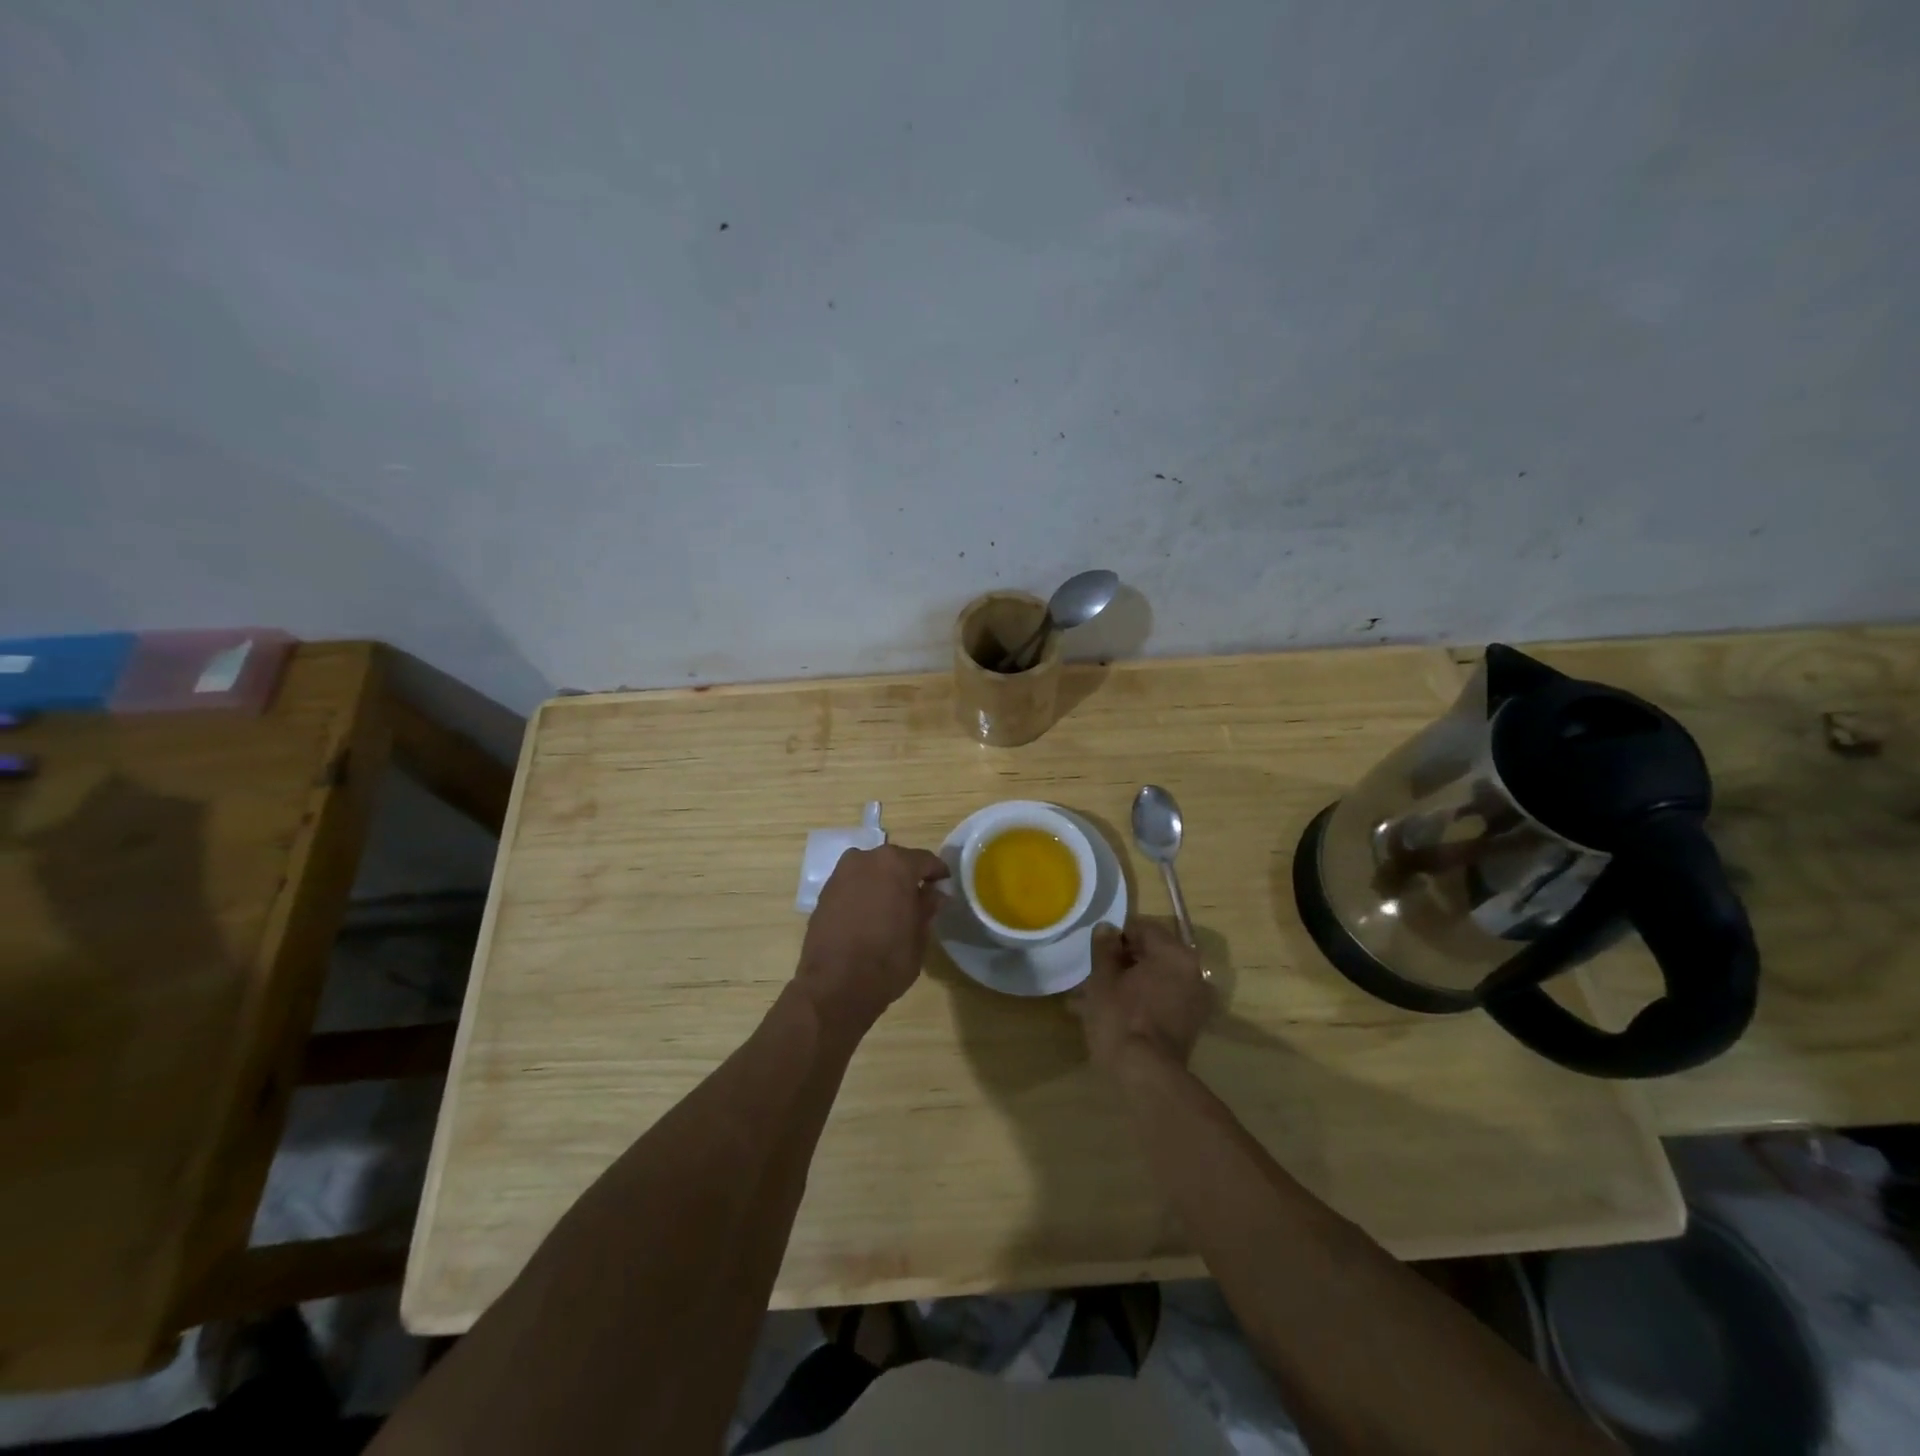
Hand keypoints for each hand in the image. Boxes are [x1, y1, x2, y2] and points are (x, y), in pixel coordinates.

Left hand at [797, 844, 949, 1030]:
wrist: (834, 985)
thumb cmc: (887, 959)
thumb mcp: (919, 935)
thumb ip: (927, 907)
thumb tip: (934, 893)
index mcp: (896, 864)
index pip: (925, 860)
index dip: (938, 873)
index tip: (944, 886)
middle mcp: (866, 858)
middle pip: (895, 861)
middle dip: (908, 876)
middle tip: (918, 898)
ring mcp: (841, 873)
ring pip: (871, 870)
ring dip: (883, 883)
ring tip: (892, 907)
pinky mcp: (824, 891)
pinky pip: (852, 884)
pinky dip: (863, 893)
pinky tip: (869, 914)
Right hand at [1070, 917, 1211, 1071]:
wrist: (1146, 1076)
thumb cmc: (1121, 1017)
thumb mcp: (1103, 978)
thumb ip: (1105, 948)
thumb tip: (1107, 928)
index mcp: (1175, 953)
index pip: (1143, 929)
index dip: (1116, 937)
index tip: (1097, 953)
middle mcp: (1193, 972)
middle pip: (1151, 955)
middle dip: (1121, 963)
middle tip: (1093, 976)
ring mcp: (1195, 1000)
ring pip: (1154, 980)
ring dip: (1127, 984)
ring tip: (1094, 999)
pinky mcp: (1190, 1025)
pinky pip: (1162, 1000)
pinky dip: (1140, 1001)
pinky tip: (1112, 1015)